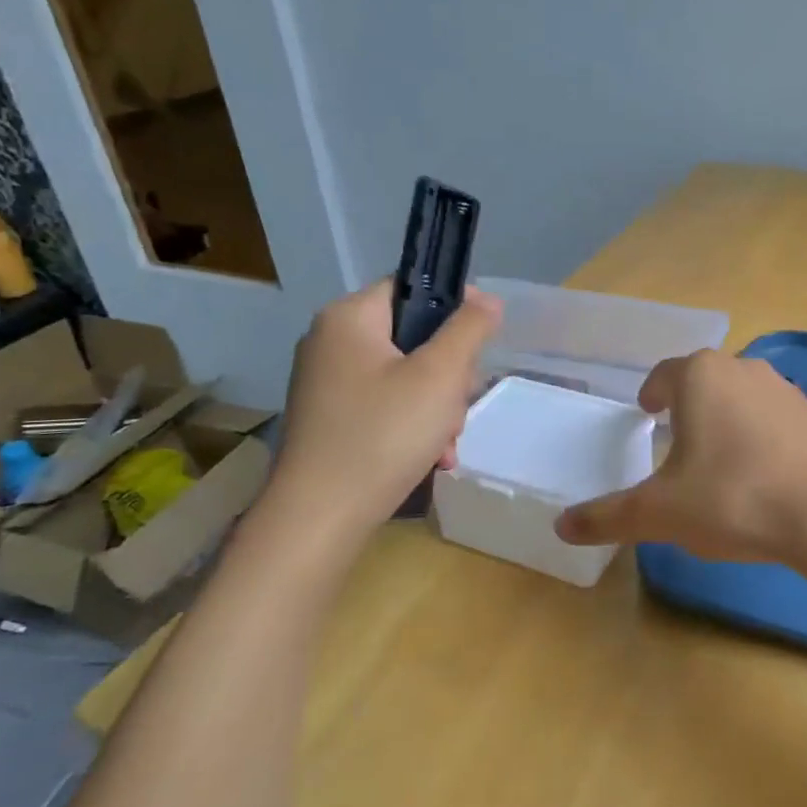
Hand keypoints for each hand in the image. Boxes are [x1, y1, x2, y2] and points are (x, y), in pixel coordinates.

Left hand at [267, 280, 500, 536]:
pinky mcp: (330, 418)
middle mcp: (330, 342)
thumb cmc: (383, 435)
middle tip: (455, 408)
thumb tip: (487, 299)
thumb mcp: (440, 376)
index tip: (482, 342)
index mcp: (348, 318)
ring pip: (405, 376)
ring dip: (436, 407)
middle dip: (447, 374)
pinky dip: (412, 426)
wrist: (319, 518)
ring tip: (444, 443)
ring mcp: (327, 383)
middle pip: (413, 336)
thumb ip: (469, 329)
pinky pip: (385, 404)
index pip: (412, 288)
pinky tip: (431, 458)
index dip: (455, 307)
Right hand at [554, 350, 806, 562]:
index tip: (647, 411)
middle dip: (690, 406)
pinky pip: (781, 422)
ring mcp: (789, 391)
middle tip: (678, 439)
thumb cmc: (733, 498)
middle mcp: (745, 370)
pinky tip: (767, 477)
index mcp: (701, 378)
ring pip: (746, 398)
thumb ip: (609, 517)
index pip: (665, 374)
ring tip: (721, 461)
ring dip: (729, 420)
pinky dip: (766, 439)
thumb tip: (561, 527)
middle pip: (707, 382)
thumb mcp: (661, 513)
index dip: (652, 392)